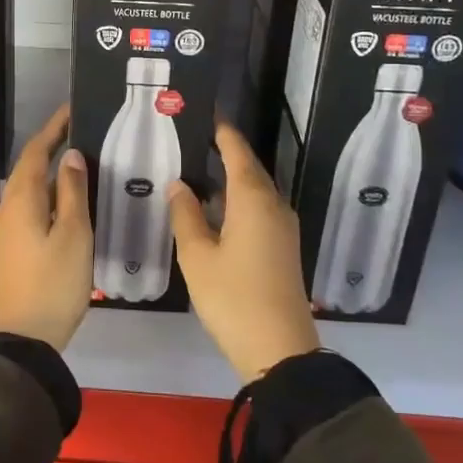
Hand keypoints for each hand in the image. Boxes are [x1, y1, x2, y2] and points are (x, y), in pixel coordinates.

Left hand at [0, 105, 92, 351]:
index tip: (72, 110)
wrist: (23, 338)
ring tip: (82, 166)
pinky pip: (30, 208)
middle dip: (52, 148)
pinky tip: (69, 204)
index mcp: (21, 200)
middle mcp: (7, 209)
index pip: (35, 152)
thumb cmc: (53, 283)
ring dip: (51, 174)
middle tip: (83, 135)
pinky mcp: (11, 248)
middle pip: (29, 169)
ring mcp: (6, 230)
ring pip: (29, 190)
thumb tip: (70, 156)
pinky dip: (49, 196)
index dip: (53, 129)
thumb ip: (73, 193)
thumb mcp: (73, 235)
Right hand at [168, 123, 319, 383]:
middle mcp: (274, 205)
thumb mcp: (197, 257)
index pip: (237, 152)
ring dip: (231, 178)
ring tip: (200, 169)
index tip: (208, 112)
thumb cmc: (233, 298)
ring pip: (255, 190)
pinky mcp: (283, 247)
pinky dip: (238, 199)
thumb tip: (179, 184)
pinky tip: (217, 208)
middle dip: (225, 151)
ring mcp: (283, 227)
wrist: (280, 350)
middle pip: (249, 168)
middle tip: (195, 138)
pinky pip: (259, 208)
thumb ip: (186, 215)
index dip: (223, 132)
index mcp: (253, 200)